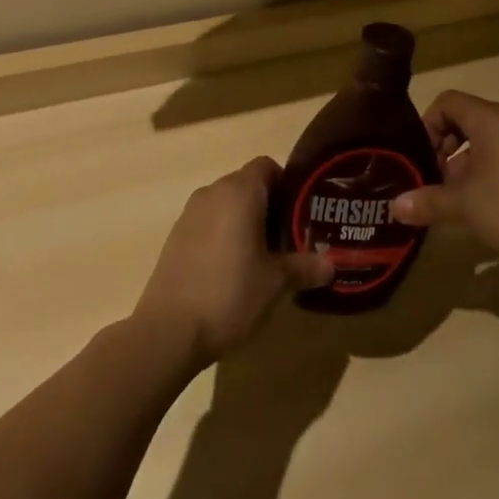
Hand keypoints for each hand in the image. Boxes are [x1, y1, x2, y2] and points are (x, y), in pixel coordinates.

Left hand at [134, 158, 335, 363]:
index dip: (286, 184)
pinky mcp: (174, 238)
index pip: (267, 166)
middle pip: (246, 184)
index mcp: (240, 192)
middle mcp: (213, 192)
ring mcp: (189, 214)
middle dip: (267, 205)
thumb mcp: (275, 283)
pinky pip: (207, 223)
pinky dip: (221, 234)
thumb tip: (331, 266)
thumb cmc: (229, 294)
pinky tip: (229, 269)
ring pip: (225, 204)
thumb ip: (305, 268)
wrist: (167, 332)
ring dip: (242, 220)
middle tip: (286, 237)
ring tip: (260, 255)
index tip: (299, 212)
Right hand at [388, 91, 498, 266]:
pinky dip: (484, 173)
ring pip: (482, 141)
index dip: (427, 124)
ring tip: (453, 200)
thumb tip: (393, 207)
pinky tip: (481, 208)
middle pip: (464, 120)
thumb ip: (429, 202)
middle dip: (442, 148)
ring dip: (463, 165)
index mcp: (488, 118)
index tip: (420, 157)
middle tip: (432, 181)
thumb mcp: (465, 205)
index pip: (447, 101)